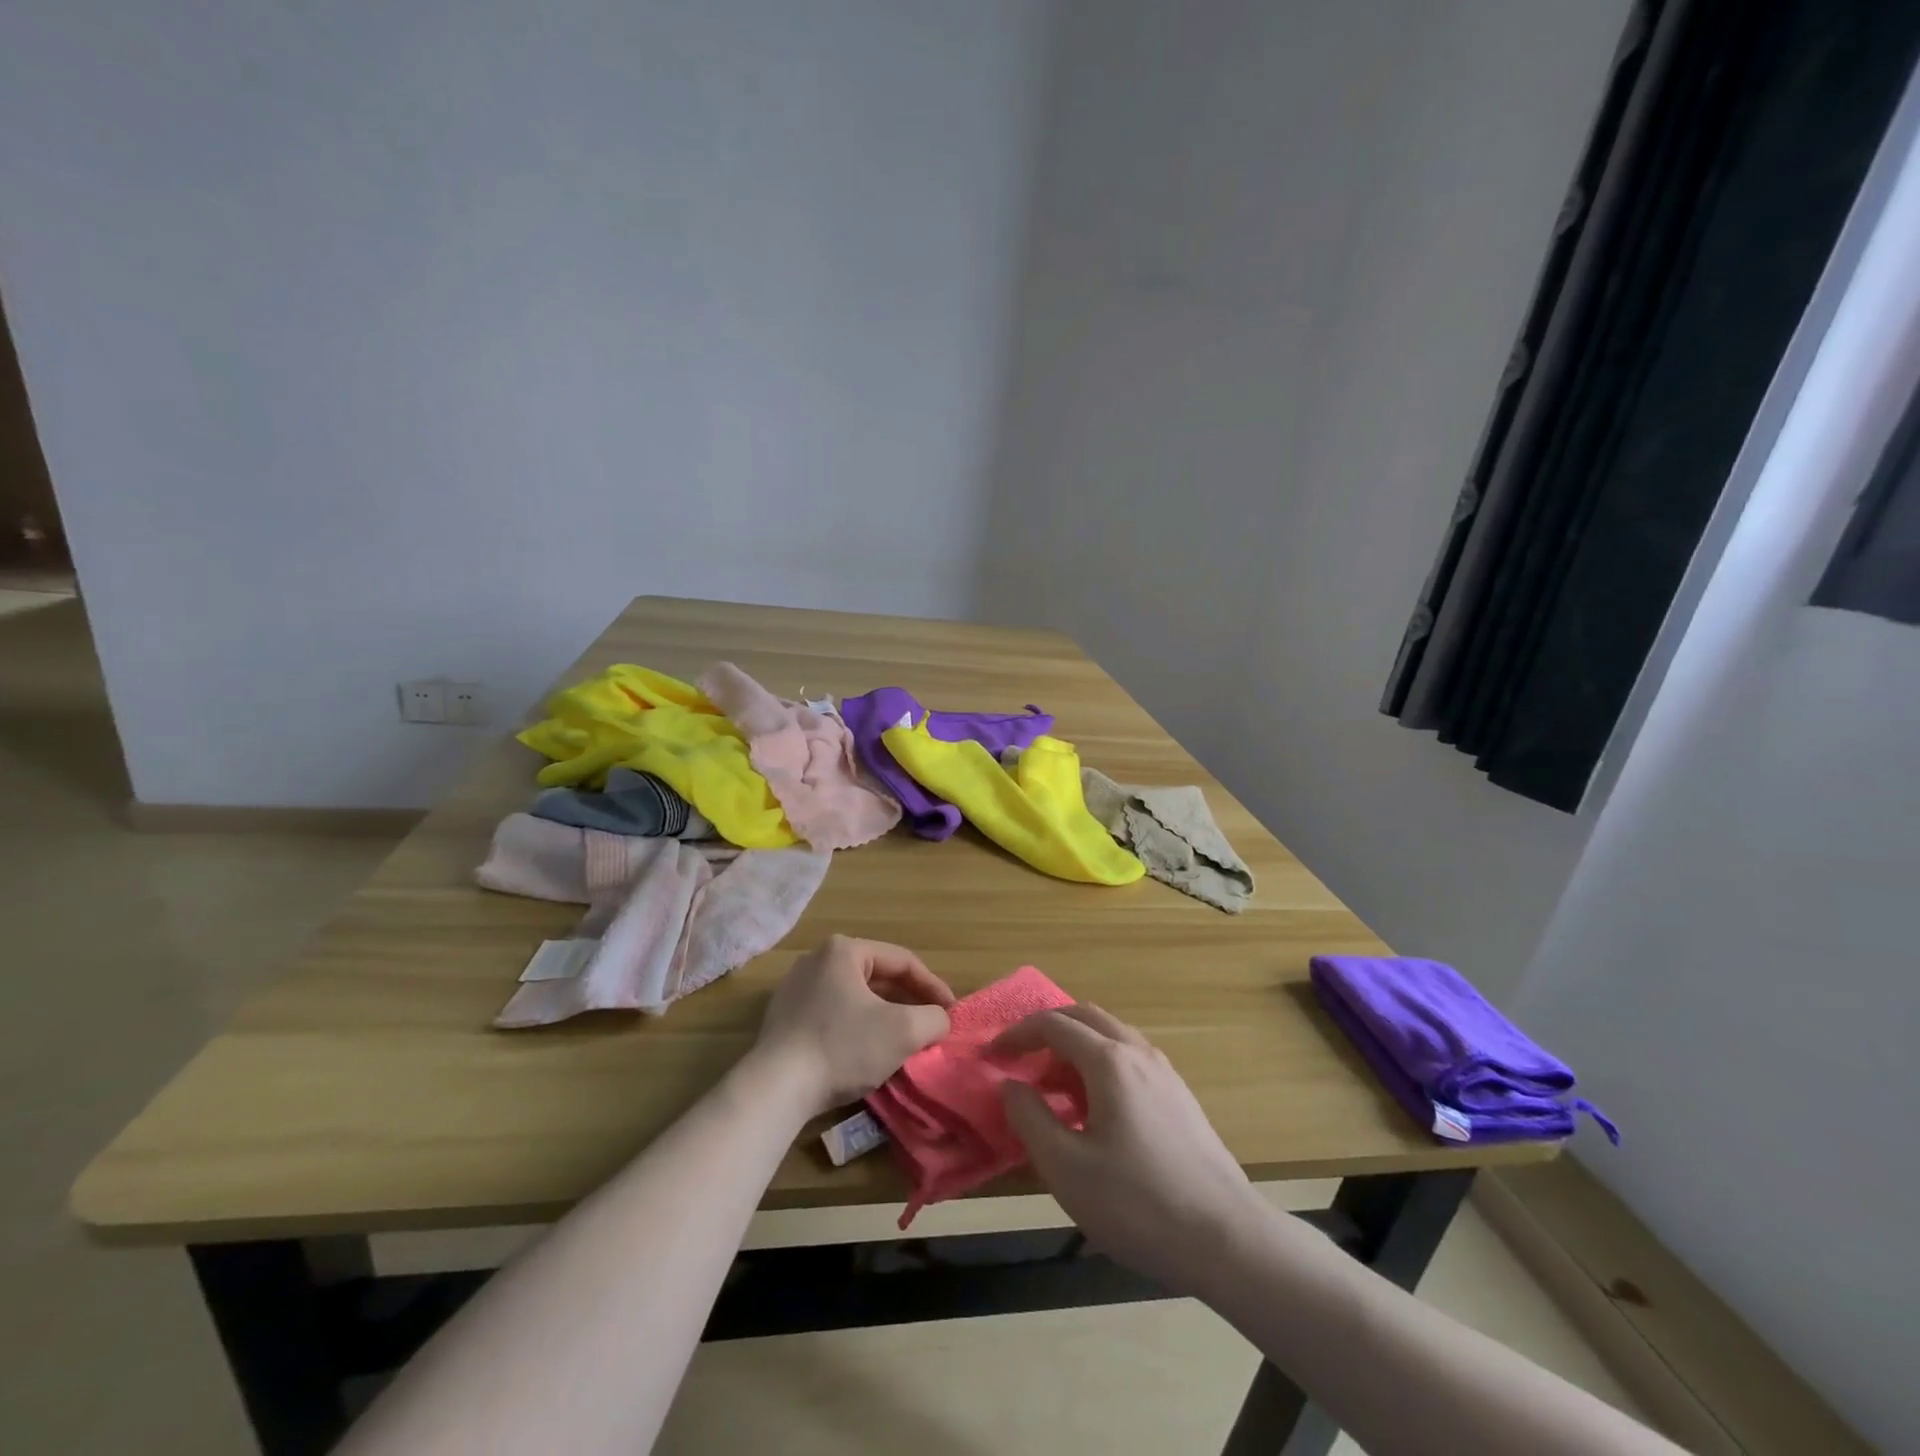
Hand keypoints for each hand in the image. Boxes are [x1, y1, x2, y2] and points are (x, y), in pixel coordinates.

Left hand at [752, 936, 954, 1118]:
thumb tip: (939, 1020)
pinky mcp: (783, 1019)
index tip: (951, 1013)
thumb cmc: (843, 1047)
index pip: (902, 962)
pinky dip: (856, 1029)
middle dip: (907, 1003)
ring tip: (903, 1042)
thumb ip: (933, 1018)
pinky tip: (866, 1055)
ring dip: (883, 1018)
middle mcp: (817, 960)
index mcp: (844, 950)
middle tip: (930, 1027)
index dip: (933, 987)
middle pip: (878, 978)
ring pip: (855, 998)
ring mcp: (795, 989)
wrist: (776, 1088)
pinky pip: (833, 1016)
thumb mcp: (903, 1031)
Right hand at [994, 1005, 1267, 1296]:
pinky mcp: (1179, 1095)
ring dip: (1074, 1047)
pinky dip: (1099, 1064)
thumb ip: (1030, 1118)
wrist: (1227, 1238)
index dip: (1017, 1034)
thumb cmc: (1138, 1204)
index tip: (992, 1055)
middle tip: (1020, 1059)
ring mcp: (1164, 1071)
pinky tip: (1093, 1108)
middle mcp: (1138, 1052)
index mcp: (1109, 1061)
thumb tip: (1010, 1084)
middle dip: (1046, 1030)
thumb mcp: (1066, 1168)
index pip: (1054, 1024)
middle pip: (1085, 1016)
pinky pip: (1129, 1058)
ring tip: (1051, 1088)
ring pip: (1110, 1035)